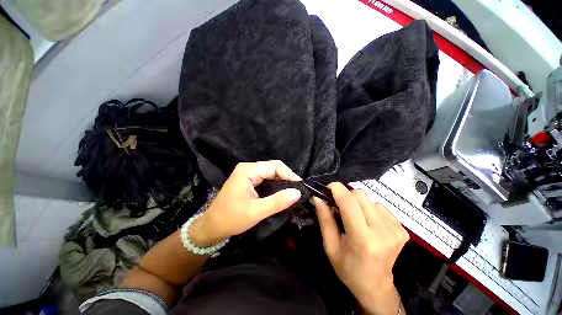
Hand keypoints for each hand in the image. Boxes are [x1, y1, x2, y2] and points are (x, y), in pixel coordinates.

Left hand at [190, 160, 301, 246]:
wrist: (212, 227)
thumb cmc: (230, 219)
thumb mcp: (256, 212)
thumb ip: (277, 202)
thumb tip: (298, 193)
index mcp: (248, 170)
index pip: (275, 166)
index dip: (289, 175)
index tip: (301, 187)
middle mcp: (248, 168)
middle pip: (273, 168)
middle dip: (287, 178)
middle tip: (298, 191)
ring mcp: (248, 174)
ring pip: (271, 173)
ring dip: (282, 181)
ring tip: (293, 192)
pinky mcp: (249, 180)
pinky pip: (266, 178)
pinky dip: (276, 185)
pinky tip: (282, 192)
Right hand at [315, 183, 408, 314]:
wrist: (376, 286)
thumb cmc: (348, 268)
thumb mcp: (330, 246)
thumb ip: (324, 219)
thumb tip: (317, 198)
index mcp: (362, 239)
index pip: (349, 202)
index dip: (337, 189)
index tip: (328, 188)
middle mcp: (382, 232)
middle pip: (360, 195)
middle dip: (346, 196)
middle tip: (339, 206)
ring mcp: (395, 230)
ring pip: (370, 199)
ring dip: (358, 203)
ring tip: (355, 217)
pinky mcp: (402, 230)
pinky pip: (380, 206)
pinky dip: (370, 209)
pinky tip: (368, 222)